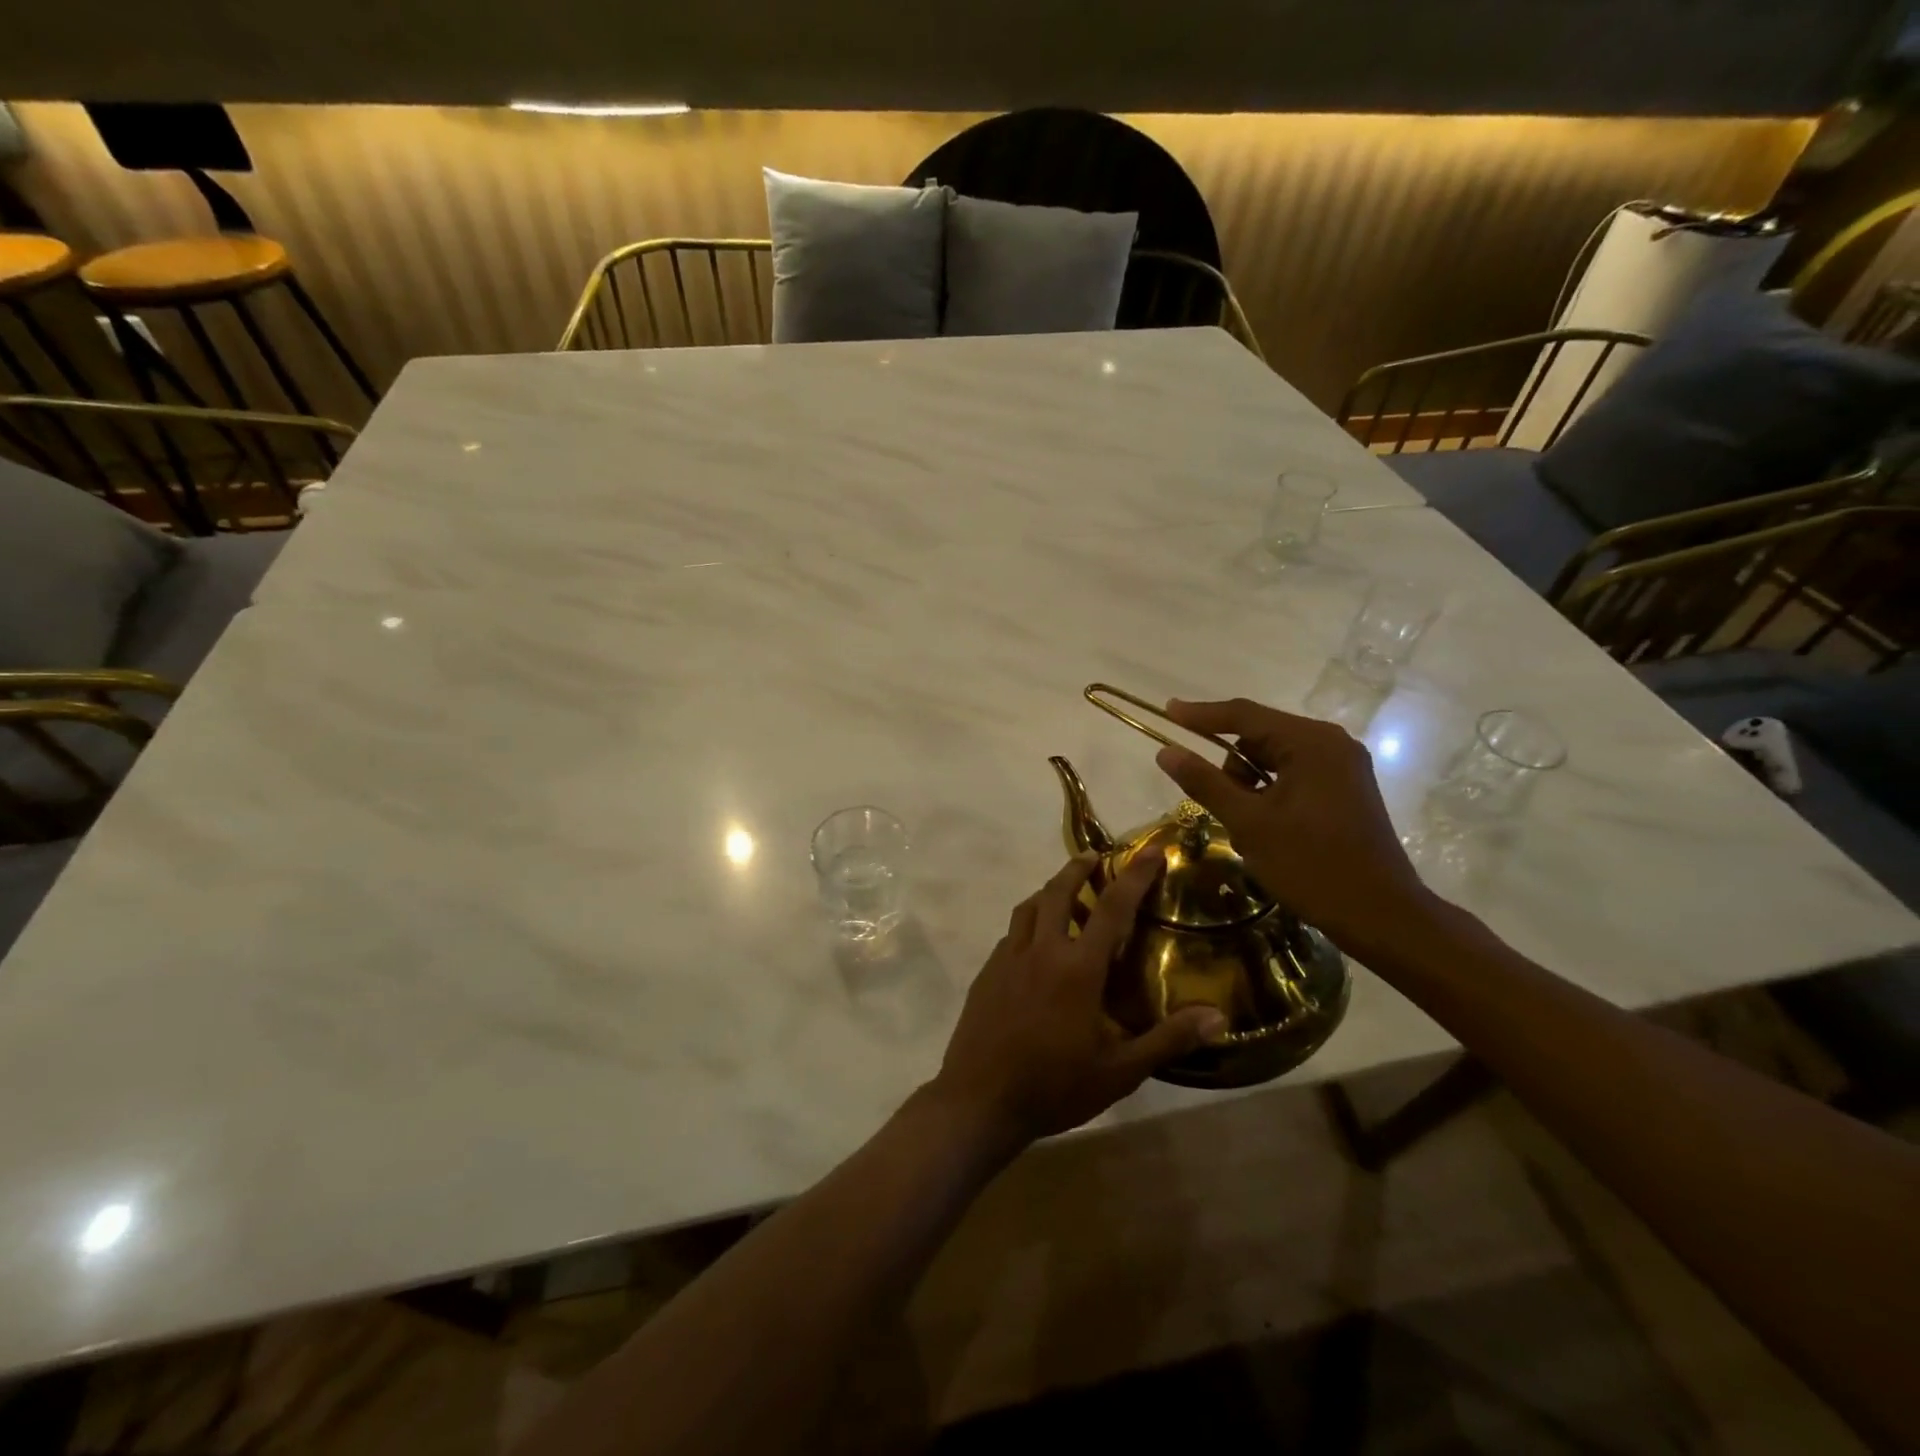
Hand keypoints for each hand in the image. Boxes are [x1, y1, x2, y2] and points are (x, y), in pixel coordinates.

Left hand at [931, 852, 1226, 1147]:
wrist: (980, 1100)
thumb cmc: (1055, 1086)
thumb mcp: (1120, 1071)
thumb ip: (1168, 1039)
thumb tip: (1218, 1017)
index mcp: (1077, 967)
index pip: (1112, 907)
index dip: (1134, 876)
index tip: (1150, 851)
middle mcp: (1041, 950)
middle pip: (1058, 891)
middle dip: (1078, 867)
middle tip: (1095, 858)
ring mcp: (1007, 959)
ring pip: (1029, 907)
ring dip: (1050, 891)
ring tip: (1067, 895)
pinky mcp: (987, 972)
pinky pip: (1011, 934)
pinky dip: (1029, 924)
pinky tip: (1037, 946)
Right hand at [1154, 697, 1431, 952]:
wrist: (1380, 915)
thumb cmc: (1310, 864)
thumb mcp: (1248, 823)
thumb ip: (1205, 782)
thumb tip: (1166, 751)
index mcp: (1310, 743)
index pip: (1243, 715)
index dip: (1200, 714)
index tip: (1167, 712)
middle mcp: (1331, 744)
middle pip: (1260, 737)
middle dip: (1231, 767)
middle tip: (1219, 806)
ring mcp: (1343, 766)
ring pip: (1275, 759)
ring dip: (1250, 785)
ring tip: (1248, 828)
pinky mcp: (1347, 789)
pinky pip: (1295, 775)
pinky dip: (1271, 793)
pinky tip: (1267, 828)